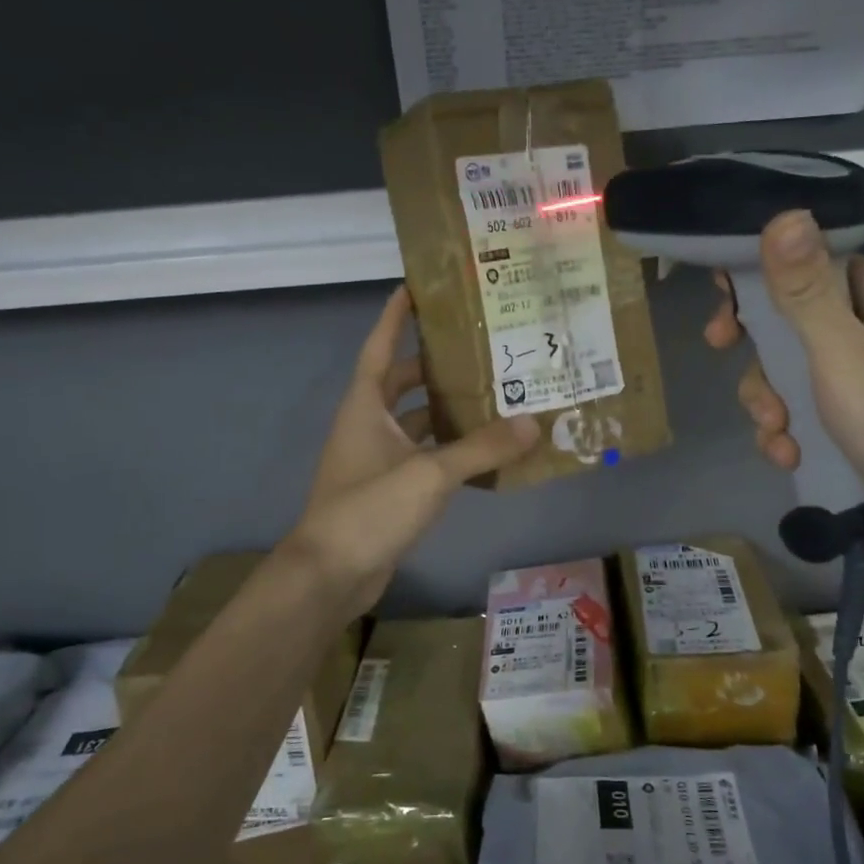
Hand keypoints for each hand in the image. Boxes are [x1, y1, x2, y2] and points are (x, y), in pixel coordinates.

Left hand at [288, 286, 536, 617]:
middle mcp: (368, 426)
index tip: (415, 287)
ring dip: (445, 410)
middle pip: (401, 383)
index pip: (380, 348)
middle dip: (434, 365)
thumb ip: (481, 448)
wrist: (330, 576)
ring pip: (415, 423)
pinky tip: (483, 450)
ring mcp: (376, 460)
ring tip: (492, 394)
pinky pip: (422, 457)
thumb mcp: (429, 473)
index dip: (395, 317)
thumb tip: (533, 423)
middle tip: (478, 348)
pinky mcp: (387, 490)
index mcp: (365, 407)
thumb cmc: (369, 509)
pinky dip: (448, 450)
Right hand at [706, 211, 863, 574]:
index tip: (723, 304)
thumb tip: (785, 215)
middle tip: (725, 357)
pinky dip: (794, 430)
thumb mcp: (846, 357)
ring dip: (772, 400)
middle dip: (760, 352)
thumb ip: (807, 292)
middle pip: (796, 320)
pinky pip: (813, 412)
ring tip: (775, 433)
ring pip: (797, 372)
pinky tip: (789, 456)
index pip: (813, 264)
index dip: (763, 278)